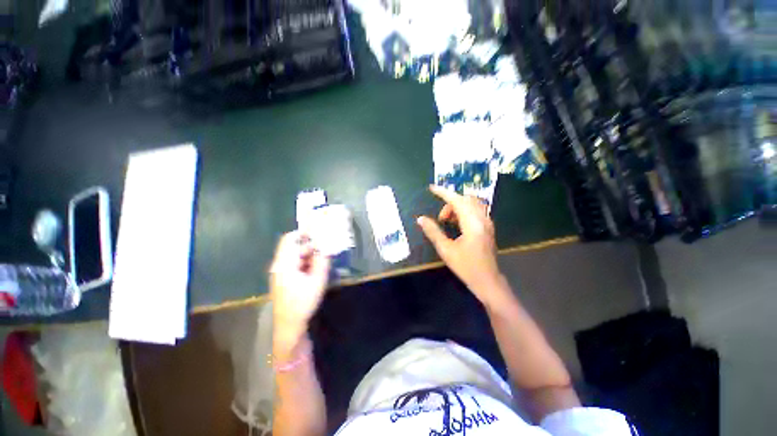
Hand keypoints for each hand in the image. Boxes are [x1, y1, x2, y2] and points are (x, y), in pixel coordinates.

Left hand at [270, 231, 330, 347]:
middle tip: (326, 247)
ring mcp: (281, 273)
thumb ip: (322, 261)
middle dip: (311, 246)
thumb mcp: (317, 280)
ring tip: (324, 258)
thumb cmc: (302, 303)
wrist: (290, 326)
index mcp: (284, 264)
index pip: (290, 239)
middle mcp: (280, 265)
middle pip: (294, 247)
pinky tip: (317, 269)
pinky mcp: (284, 279)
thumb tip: (326, 247)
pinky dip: (306, 263)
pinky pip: (296, 265)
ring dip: (310, 255)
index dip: (303, 233)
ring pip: (296, 256)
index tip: (318, 232)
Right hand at [417, 186, 506, 307]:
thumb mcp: (446, 250)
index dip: (444, 192)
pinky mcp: (488, 227)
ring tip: (447, 221)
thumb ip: (433, 232)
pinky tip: (457, 224)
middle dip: (450, 202)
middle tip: (441, 218)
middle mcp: (482, 219)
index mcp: (472, 224)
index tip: (431, 188)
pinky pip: (476, 210)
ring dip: (458, 207)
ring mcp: (487, 223)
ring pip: (472, 204)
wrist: (488, 281)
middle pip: (466, 199)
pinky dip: (464, 211)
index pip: (457, 201)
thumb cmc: (466, 267)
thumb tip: (420, 219)